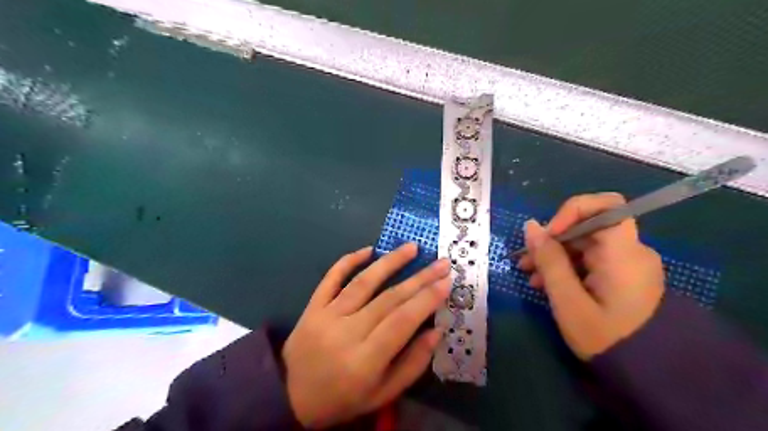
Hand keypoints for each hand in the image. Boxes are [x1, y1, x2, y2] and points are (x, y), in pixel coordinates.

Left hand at [282, 243, 450, 426]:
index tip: (447, 281)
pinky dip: (348, 260)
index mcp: (365, 361)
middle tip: (441, 262)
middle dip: (419, 278)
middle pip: (388, 298)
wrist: (290, 397)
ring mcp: (326, 316)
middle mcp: (346, 333)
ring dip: (390, 262)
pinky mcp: (312, 307)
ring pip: (363, 282)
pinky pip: (331, 278)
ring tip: (412, 247)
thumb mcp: (382, 394)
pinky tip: (368, 249)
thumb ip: (412, 364)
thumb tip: (436, 330)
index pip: (402, 321)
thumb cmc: (343, 398)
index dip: (427, 299)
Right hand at [515, 193, 666, 359]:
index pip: (605, 205)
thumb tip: (530, 226)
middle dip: (552, 240)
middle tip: (525, 262)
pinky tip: (547, 283)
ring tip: (531, 278)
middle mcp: (631, 251)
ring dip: (555, 255)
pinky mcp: (623, 275)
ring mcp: (628, 263)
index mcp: (623, 253)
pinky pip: (591, 259)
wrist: (649, 375)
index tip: (548, 235)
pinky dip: (568, 266)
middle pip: (588, 227)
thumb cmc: (606, 338)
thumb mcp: (567, 300)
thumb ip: (548, 260)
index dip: (572, 211)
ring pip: (585, 244)